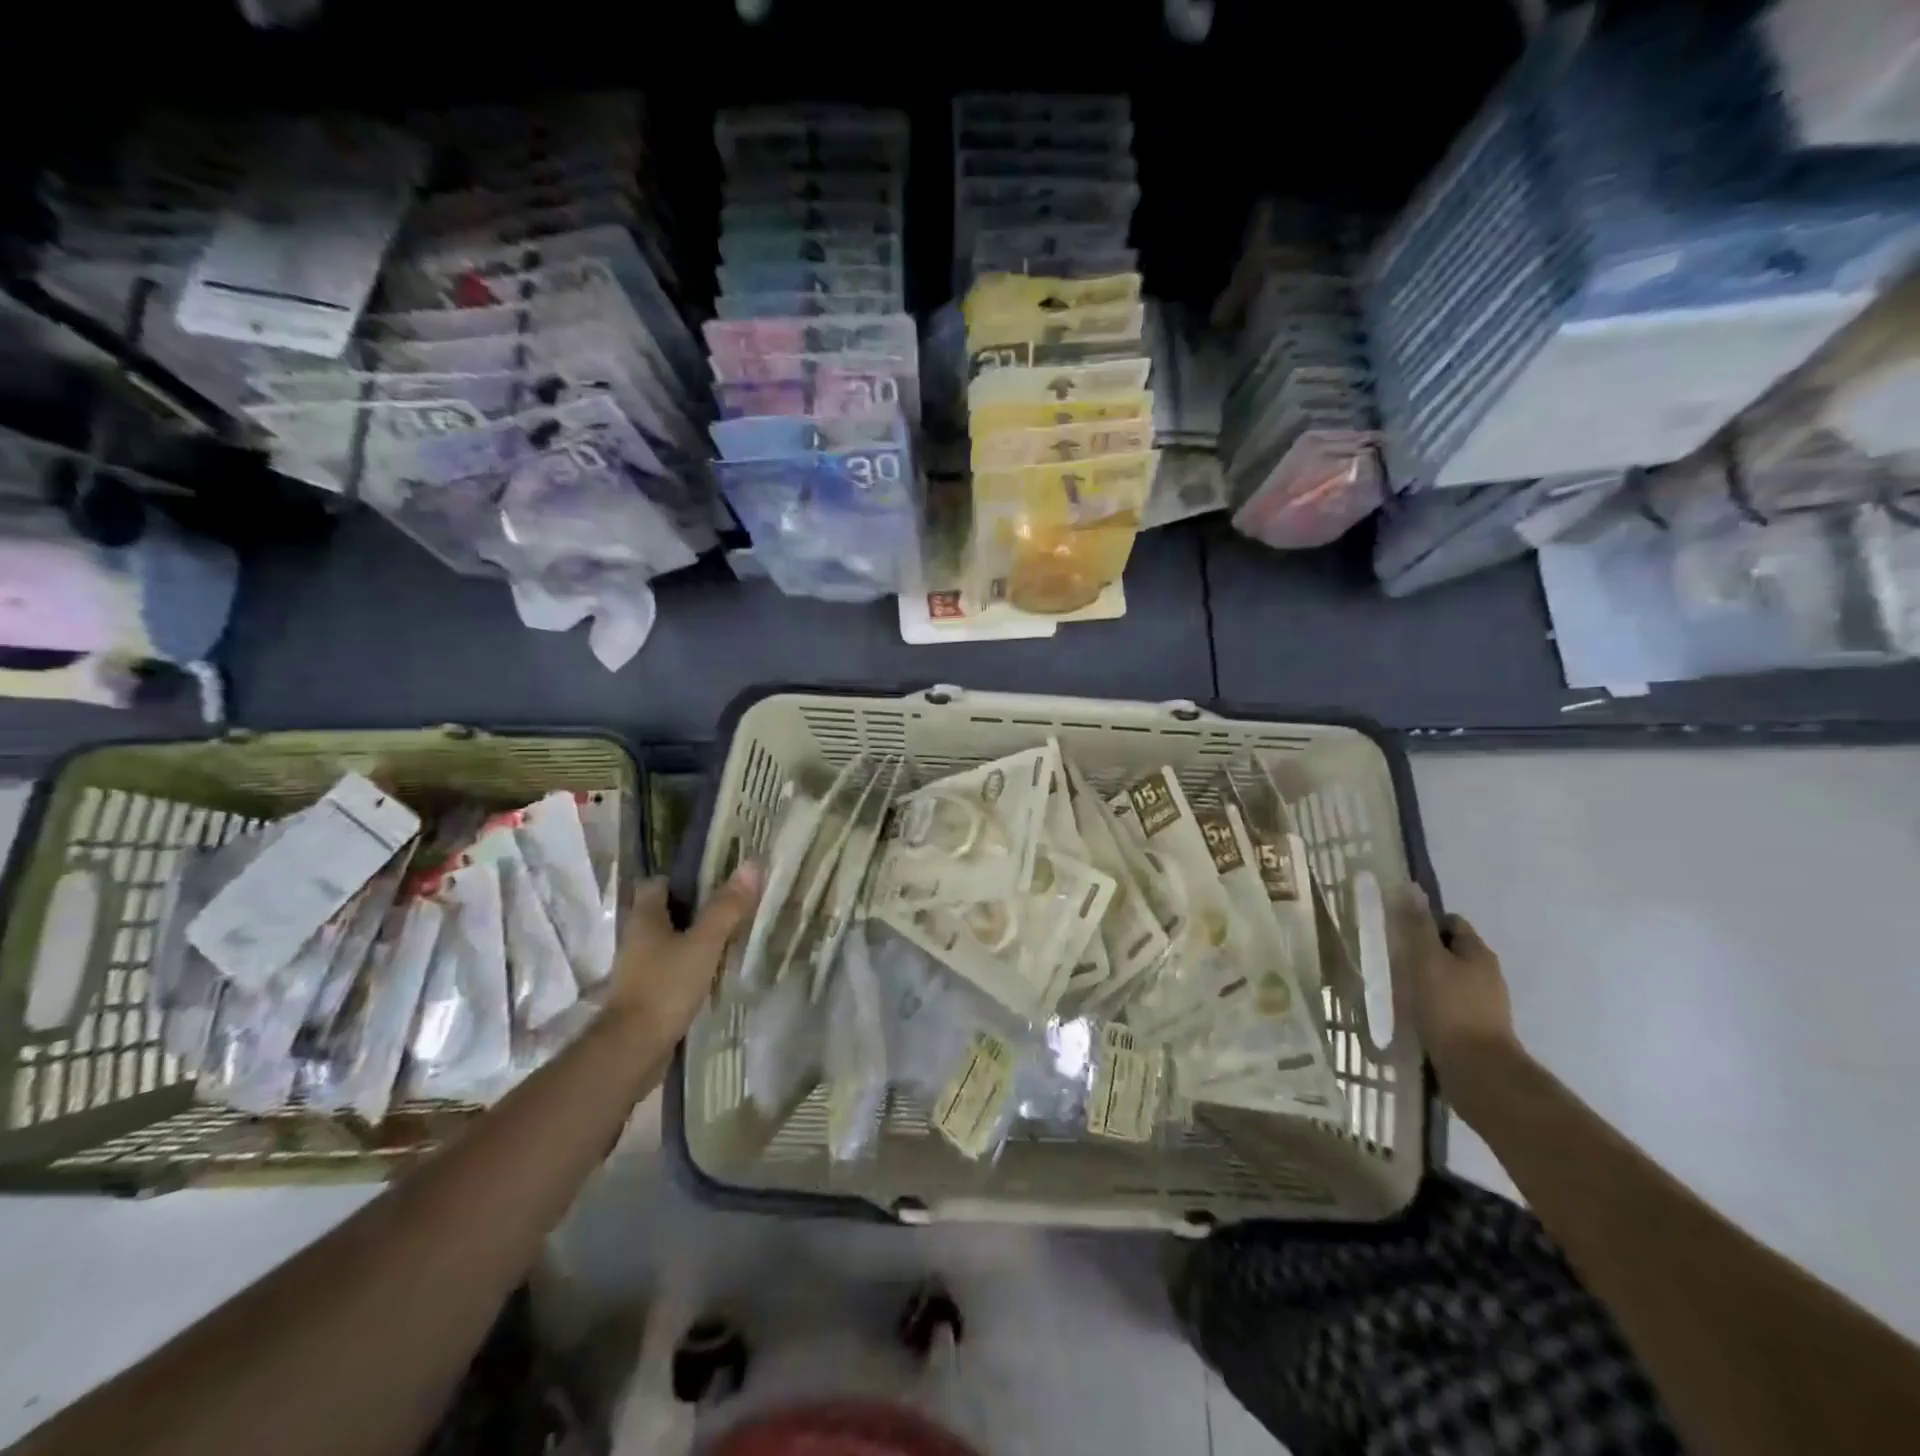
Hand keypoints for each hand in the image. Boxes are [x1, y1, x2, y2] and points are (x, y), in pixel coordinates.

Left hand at [605, 864, 762, 1041]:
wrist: (633, 1049)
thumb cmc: (666, 987)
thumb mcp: (704, 944)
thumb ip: (727, 908)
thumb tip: (752, 864)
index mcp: (645, 918)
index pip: (658, 883)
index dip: (684, 877)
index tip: (716, 876)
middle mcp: (637, 938)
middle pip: (667, 911)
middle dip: (696, 907)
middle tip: (733, 903)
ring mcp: (640, 967)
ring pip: (670, 940)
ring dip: (695, 936)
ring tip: (732, 934)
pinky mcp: (647, 992)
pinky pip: (672, 966)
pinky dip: (691, 963)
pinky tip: (716, 969)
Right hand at [1392, 887, 1520, 1098]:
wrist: (1478, 1071)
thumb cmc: (1448, 1008)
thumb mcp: (1425, 960)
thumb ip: (1416, 925)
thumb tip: (1411, 887)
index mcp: (1478, 953)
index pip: (1451, 922)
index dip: (1424, 922)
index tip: (1398, 934)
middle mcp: (1487, 974)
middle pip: (1451, 950)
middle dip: (1424, 952)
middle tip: (1393, 961)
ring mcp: (1486, 1004)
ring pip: (1450, 978)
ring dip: (1428, 980)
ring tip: (1400, 989)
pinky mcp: (1478, 1028)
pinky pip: (1451, 1004)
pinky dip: (1433, 1004)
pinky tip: (1415, 1014)